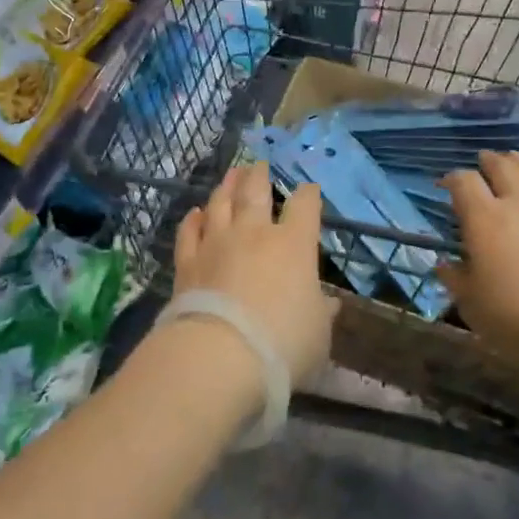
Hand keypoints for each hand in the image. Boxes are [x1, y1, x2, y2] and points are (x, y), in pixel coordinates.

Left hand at [175, 164, 336, 385]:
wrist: (220, 355)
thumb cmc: (282, 344)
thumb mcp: (318, 334)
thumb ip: (322, 313)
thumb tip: (330, 304)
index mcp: (293, 244)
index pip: (304, 207)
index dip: (308, 195)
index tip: (309, 189)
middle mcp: (254, 233)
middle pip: (256, 192)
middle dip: (259, 175)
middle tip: (259, 164)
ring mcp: (217, 243)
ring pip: (221, 204)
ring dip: (227, 186)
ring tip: (231, 174)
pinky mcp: (188, 261)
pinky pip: (189, 232)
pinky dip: (192, 220)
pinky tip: (194, 213)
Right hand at [440, 150, 518, 372]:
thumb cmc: (517, 316)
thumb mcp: (471, 304)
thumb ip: (454, 279)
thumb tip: (444, 263)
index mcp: (484, 218)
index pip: (463, 181)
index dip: (451, 178)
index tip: (445, 186)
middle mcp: (516, 202)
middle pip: (500, 165)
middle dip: (487, 161)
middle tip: (480, 164)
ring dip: (517, 162)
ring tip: (511, 162)